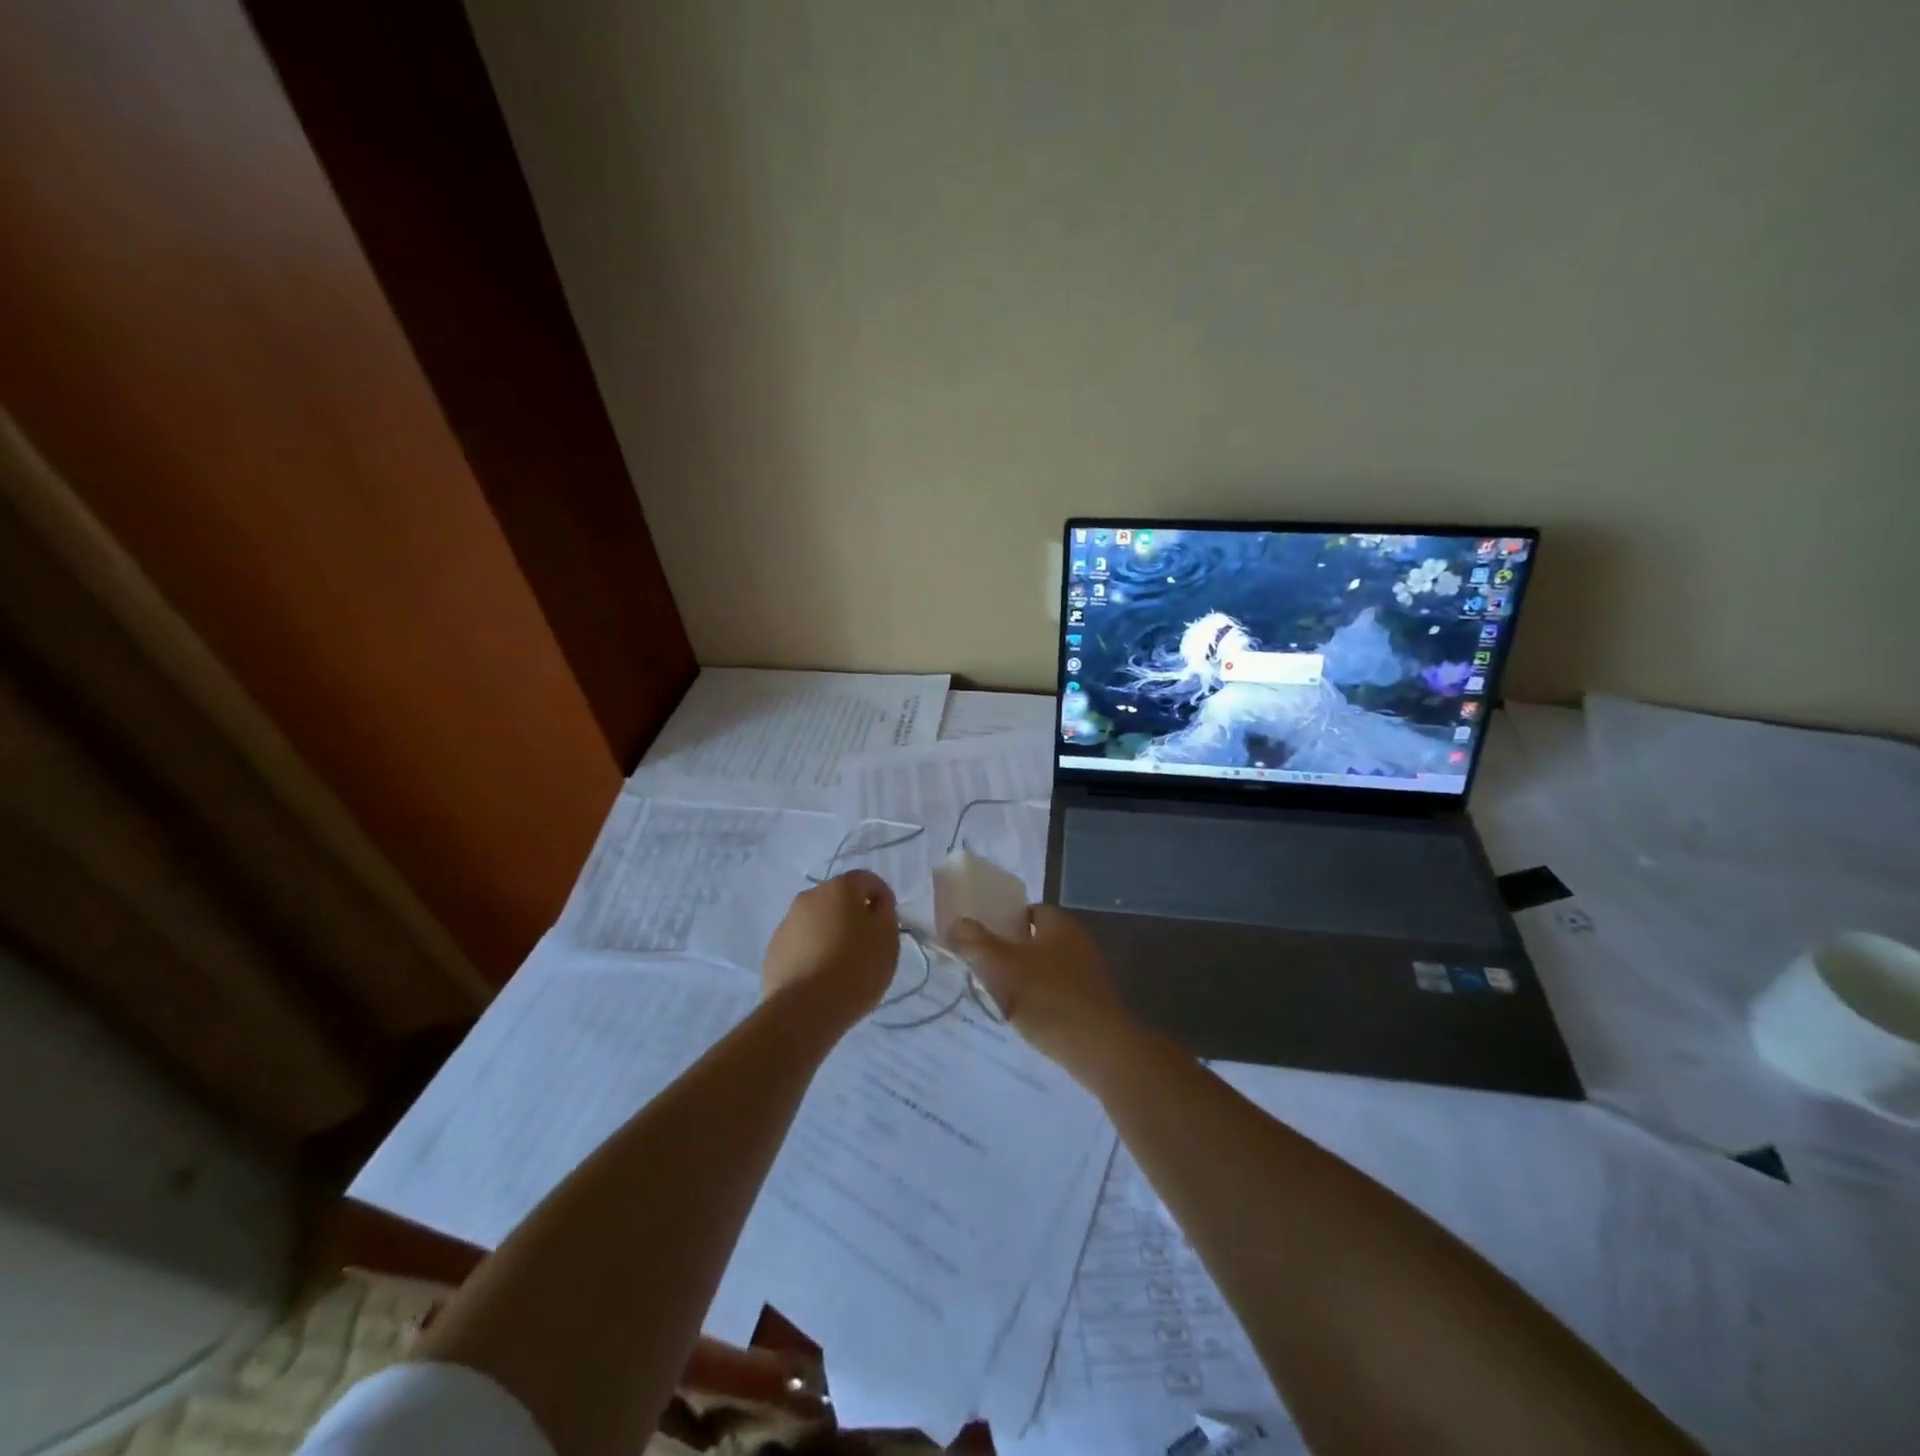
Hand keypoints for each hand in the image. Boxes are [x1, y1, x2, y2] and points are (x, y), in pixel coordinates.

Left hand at [763, 871, 899, 1028]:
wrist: (805, 1009)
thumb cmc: (856, 968)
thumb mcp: (888, 939)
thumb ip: (885, 913)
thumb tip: (874, 905)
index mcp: (840, 888)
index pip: (867, 880)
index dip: (882, 899)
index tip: (888, 925)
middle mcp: (809, 896)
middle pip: (838, 899)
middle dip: (853, 915)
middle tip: (865, 944)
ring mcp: (787, 922)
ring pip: (816, 920)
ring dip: (830, 932)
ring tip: (840, 964)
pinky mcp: (773, 949)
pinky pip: (800, 943)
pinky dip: (811, 951)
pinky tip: (819, 976)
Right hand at [948, 905, 1140, 1078]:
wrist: (1100, 1048)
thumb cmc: (1048, 998)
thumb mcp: (1001, 967)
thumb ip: (975, 943)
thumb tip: (956, 924)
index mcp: (1059, 924)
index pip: (1029, 910)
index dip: (1004, 921)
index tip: (981, 938)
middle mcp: (1078, 942)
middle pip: (1036, 940)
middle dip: (1010, 952)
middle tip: (984, 969)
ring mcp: (1089, 973)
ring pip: (1047, 968)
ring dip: (1025, 980)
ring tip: (999, 998)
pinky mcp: (1093, 1003)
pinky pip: (1058, 994)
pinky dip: (1042, 1002)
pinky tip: (1026, 1020)